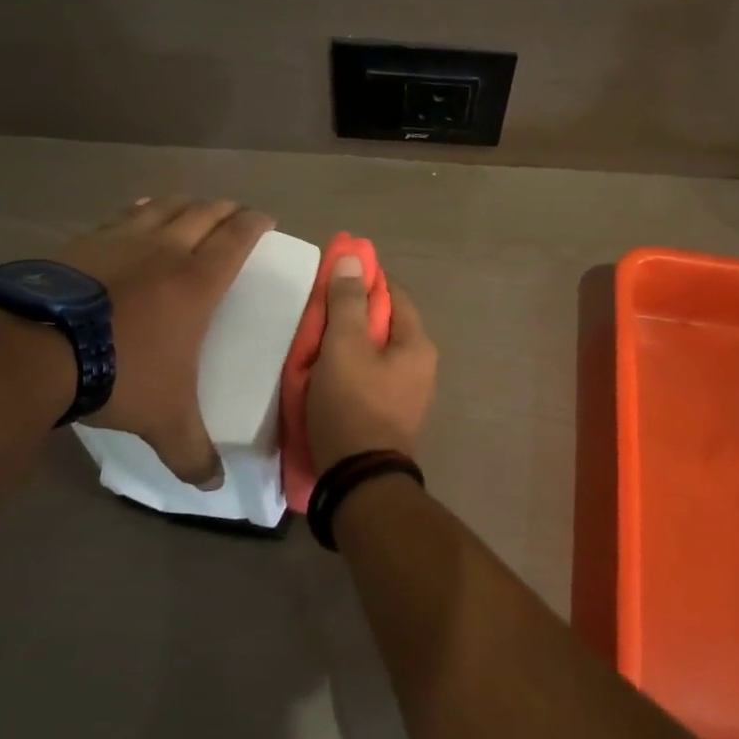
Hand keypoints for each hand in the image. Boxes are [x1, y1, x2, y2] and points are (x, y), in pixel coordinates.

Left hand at [53, 197, 272, 486]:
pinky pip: (123, 215)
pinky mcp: (84, 242)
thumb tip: (214, 486)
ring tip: (192, 207)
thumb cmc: (119, 374)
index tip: (266, 218)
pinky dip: (140, 210)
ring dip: (185, 204)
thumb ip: (193, 453)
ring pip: (164, 207)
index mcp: (197, 282)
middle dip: (225, 209)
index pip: (237, 238)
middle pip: (204, 213)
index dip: (255, 223)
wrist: (35, 349)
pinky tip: (138, 213)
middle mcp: (165, 250)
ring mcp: (122, 240)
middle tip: (235, 213)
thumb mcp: (165, 421)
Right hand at [306, 256, 437, 471]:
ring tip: (317, 344)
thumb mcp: (344, 346)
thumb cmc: (352, 405)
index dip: (364, 280)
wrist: (358, 480)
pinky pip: (371, 378)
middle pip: (385, 324)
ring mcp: (409, 394)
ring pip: (376, 352)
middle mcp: (422, 366)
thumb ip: (348, 302)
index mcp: (417, 344)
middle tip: (318, 314)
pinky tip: (328, 375)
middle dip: (352, 314)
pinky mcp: (392, 415)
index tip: (333, 277)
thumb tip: (354, 258)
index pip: (393, 294)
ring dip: (349, 344)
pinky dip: (351, 369)